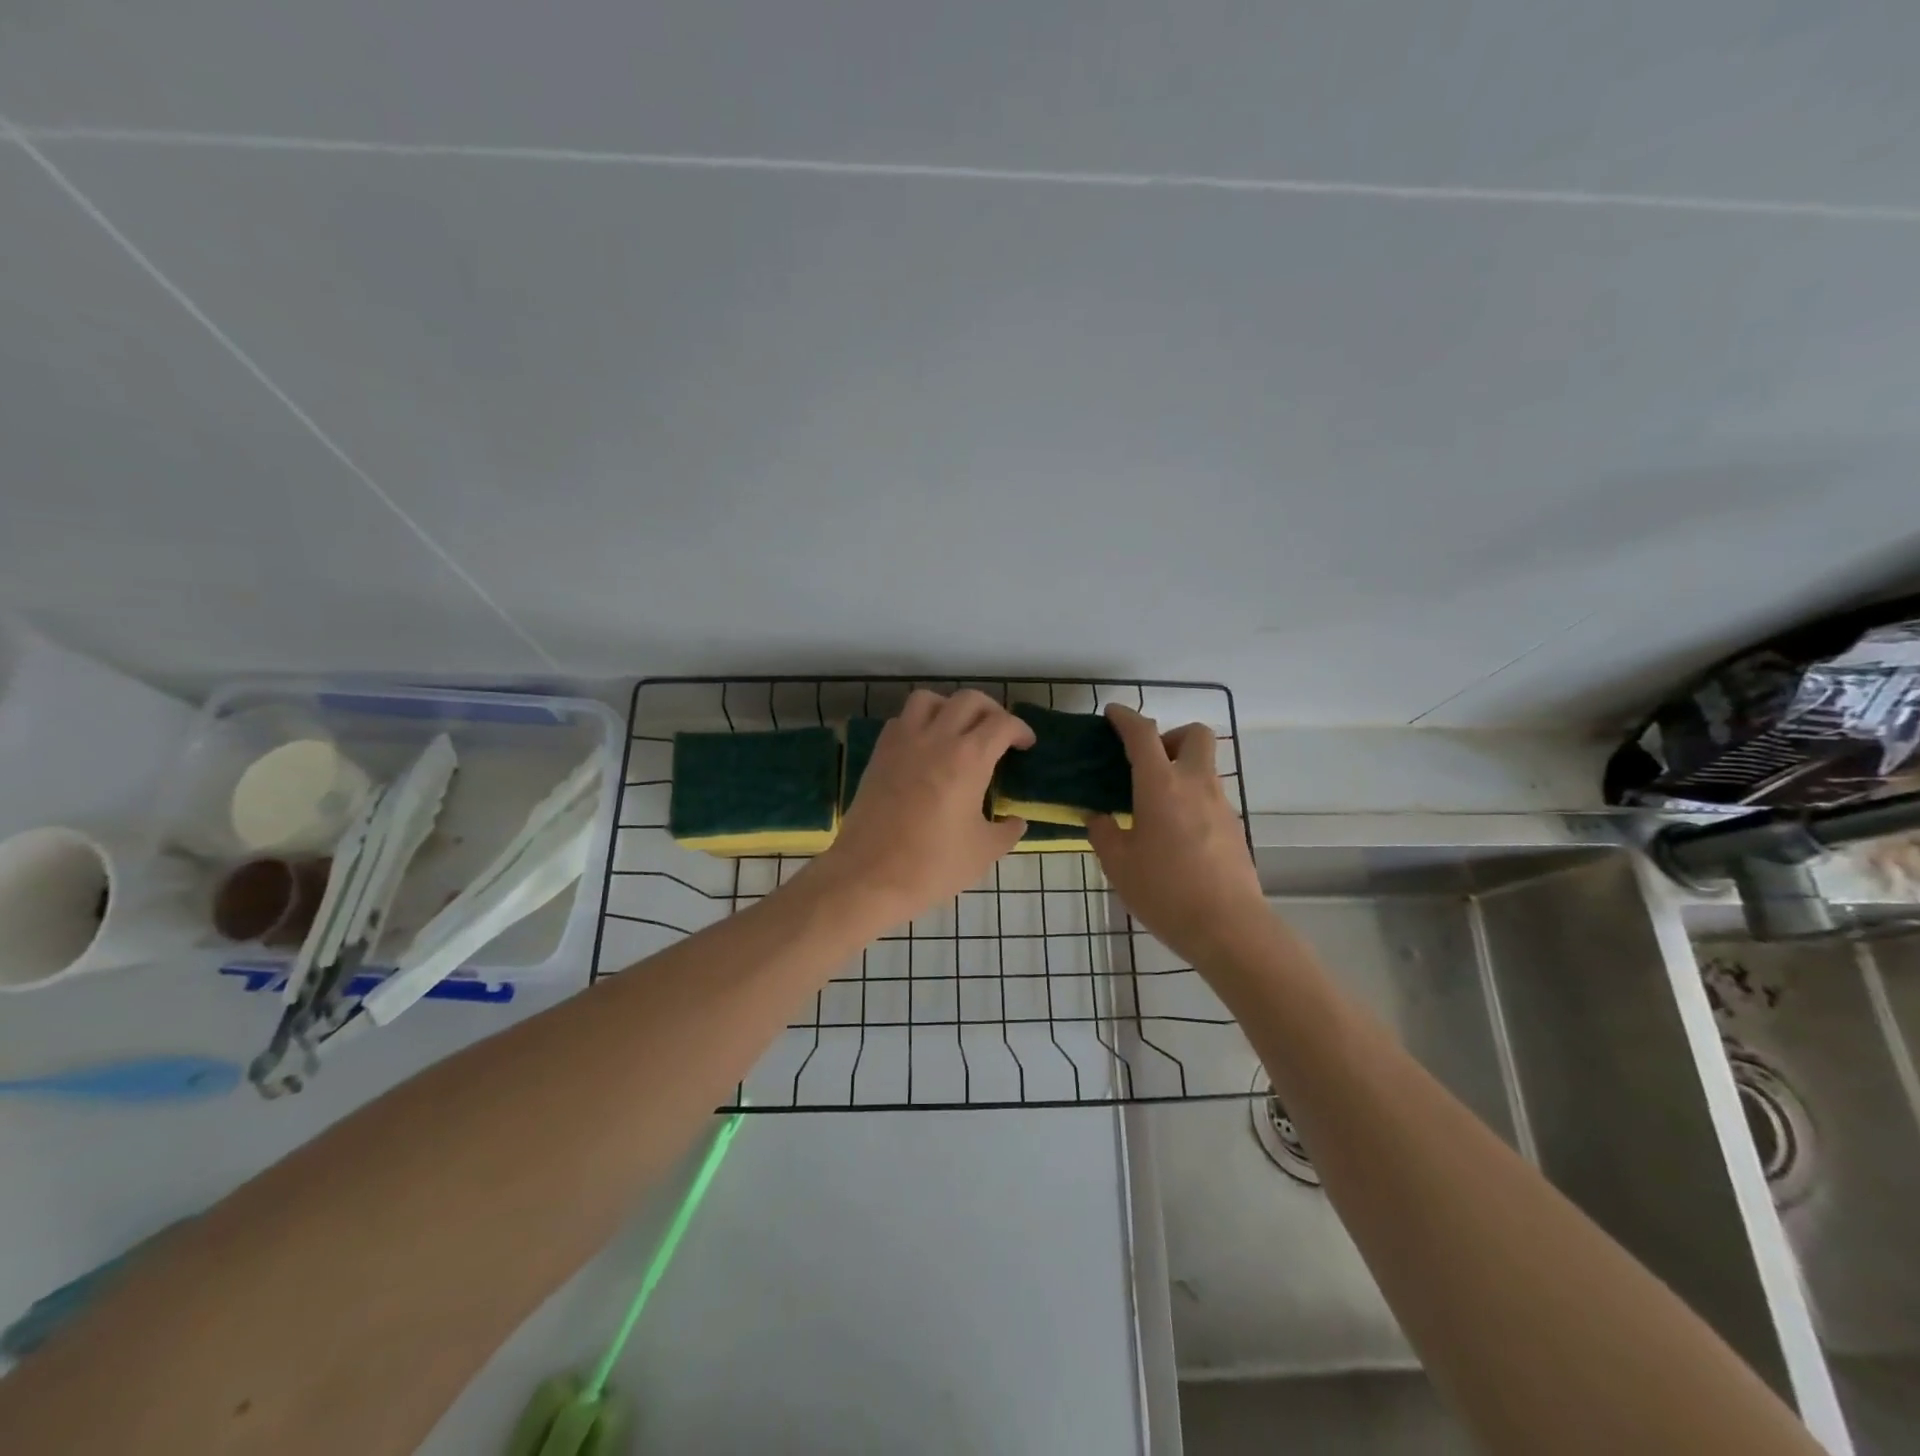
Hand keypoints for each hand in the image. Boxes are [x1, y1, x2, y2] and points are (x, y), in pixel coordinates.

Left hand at [811, 690, 1034, 930]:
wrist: (869, 876)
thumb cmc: (932, 865)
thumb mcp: (983, 852)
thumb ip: (1006, 831)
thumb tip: (1015, 822)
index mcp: (969, 758)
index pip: (1002, 723)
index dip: (1020, 729)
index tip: (1025, 745)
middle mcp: (936, 739)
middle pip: (969, 700)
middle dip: (991, 710)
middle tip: (997, 733)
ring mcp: (902, 742)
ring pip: (929, 699)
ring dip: (949, 707)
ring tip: (957, 730)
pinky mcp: (879, 754)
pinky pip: (901, 720)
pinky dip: (918, 722)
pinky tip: (924, 747)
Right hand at [1088, 705, 1269, 966]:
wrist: (1229, 927)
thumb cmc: (1165, 892)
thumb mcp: (1118, 864)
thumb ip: (1104, 833)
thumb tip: (1099, 816)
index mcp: (1161, 786)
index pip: (1143, 734)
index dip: (1126, 718)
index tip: (1112, 714)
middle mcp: (1196, 785)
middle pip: (1194, 734)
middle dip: (1170, 736)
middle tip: (1147, 763)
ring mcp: (1221, 805)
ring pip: (1204, 766)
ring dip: (1180, 770)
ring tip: (1154, 805)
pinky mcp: (1234, 828)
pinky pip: (1210, 797)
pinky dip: (1191, 798)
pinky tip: (1174, 834)